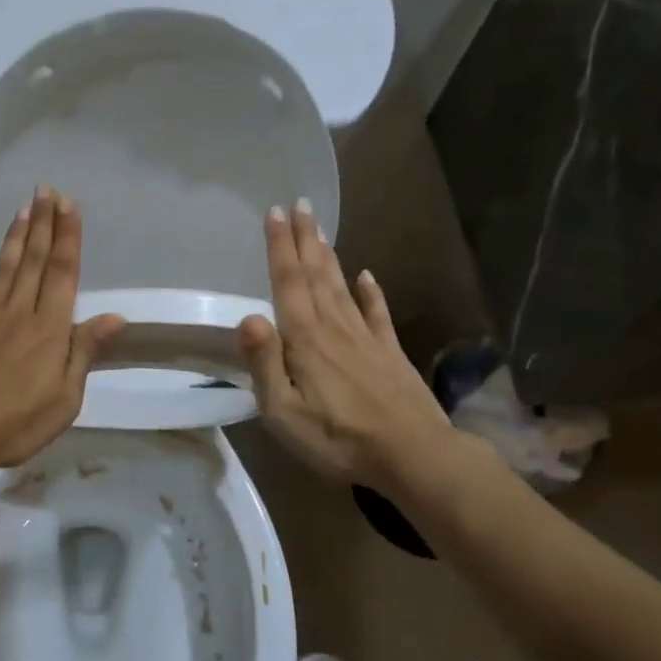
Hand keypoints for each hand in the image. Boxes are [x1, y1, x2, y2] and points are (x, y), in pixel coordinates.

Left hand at [0, 186, 125, 473]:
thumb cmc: (14, 424)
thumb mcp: (65, 399)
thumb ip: (84, 352)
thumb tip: (114, 317)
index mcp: (49, 330)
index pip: (63, 274)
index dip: (68, 238)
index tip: (70, 205)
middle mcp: (18, 313)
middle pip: (35, 262)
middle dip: (43, 224)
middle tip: (46, 190)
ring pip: (3, 270)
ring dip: (14, 239)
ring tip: (22, 209)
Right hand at [237, 201, 452, 490]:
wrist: (414, 456)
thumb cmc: (337, 439)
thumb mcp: (284, 412)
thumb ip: (264, 363)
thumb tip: (246, 316)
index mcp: (305, 339)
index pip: (288, 282)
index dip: (280, 247)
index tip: (275, 212)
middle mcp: (334, 327)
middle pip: (316, 274)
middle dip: (305, 238)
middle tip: (299, 204)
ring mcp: (366, 338)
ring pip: (342, 286)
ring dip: (329, 255)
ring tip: (320, 228)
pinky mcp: (390, 353)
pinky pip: (377, 313)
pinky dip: (372, 292)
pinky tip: (368, 275)